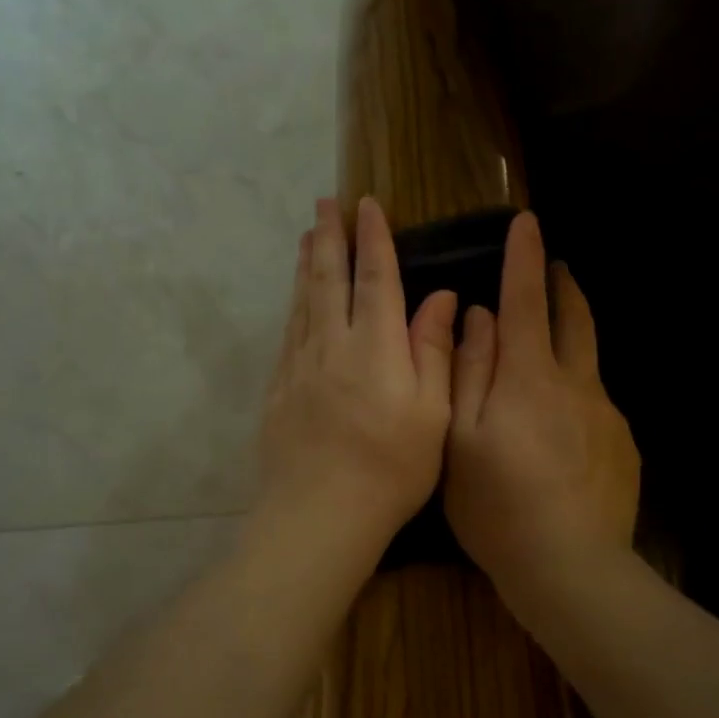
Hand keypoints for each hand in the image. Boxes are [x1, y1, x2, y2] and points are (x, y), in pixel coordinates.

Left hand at [251, 196, 458, 590]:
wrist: (319, 514)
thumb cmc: (391, 469)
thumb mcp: (432, 413)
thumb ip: (434, 351)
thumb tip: (440, 297)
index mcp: (375, 348)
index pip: (375, 279)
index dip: (373, 240)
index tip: (367, 206)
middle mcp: (332, 346)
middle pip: (328, 280)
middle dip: (328, 238)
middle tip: (323, 203)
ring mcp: (299, 368)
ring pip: (302, 303)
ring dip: (305, 265)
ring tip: (305, 236)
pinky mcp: (279, 391)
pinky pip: (287, 335)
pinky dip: (292, 307)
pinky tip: (294, 302)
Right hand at [444, 211, 640, 614]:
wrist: (571, 567)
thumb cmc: (498, 505)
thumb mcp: (461, 438)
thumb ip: (468, 372)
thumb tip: (480, 318)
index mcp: (530, 377)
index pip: (526, 301)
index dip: (524, 259)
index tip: (527, 221)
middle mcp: (576, 384)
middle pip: (574, 319)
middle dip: (562, 286)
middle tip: (555, 265)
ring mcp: (607, 416)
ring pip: (590, 360)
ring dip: (575, 333)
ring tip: (560, 331)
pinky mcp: (624, 447)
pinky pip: (598, 402)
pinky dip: (579, 389)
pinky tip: (565, 421)